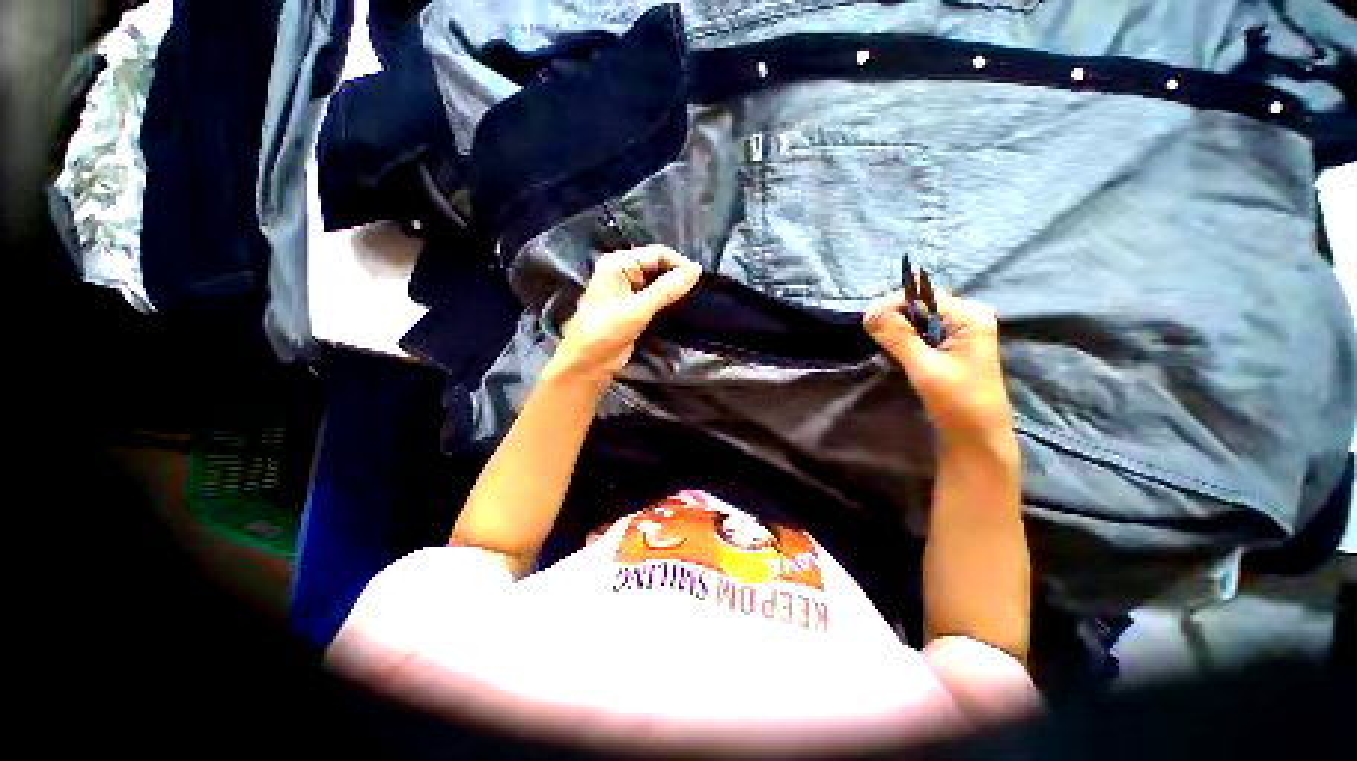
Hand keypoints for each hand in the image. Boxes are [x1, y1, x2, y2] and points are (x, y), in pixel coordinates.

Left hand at [555, 245, 702, 379]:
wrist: (587, 363)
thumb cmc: (605, 332)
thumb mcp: (637, 309)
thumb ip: (667, 289)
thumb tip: (696, 270)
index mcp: (617, 263)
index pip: (656, 253)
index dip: (679, 263)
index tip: (699, 279)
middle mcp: (622, 272)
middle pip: (657, 266)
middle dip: (677, 276)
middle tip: (699, 291)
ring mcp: (627, 290)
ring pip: (658, 282)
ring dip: (673, 289)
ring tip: (693, 299)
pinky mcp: (632, 308)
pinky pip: (655, 297)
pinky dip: (667, 301)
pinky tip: (680, 308)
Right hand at [863, 289, 1013, 448]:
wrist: (977, 439)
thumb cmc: (957, 403)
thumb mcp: (924, 368)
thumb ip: (898, 337)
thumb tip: (868, 312)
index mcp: (969, 317)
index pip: (922, 297)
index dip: (891, 305)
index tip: (865, 322)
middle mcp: (966, 318)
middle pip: (920, 305)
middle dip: (892, 316)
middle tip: (868, 334)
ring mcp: (959, 334)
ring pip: (917, 320)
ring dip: (895, 329)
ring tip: (877, 344)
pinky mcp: (950, 348)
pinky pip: (920, 333)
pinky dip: (902, 339)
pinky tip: (892, 352)